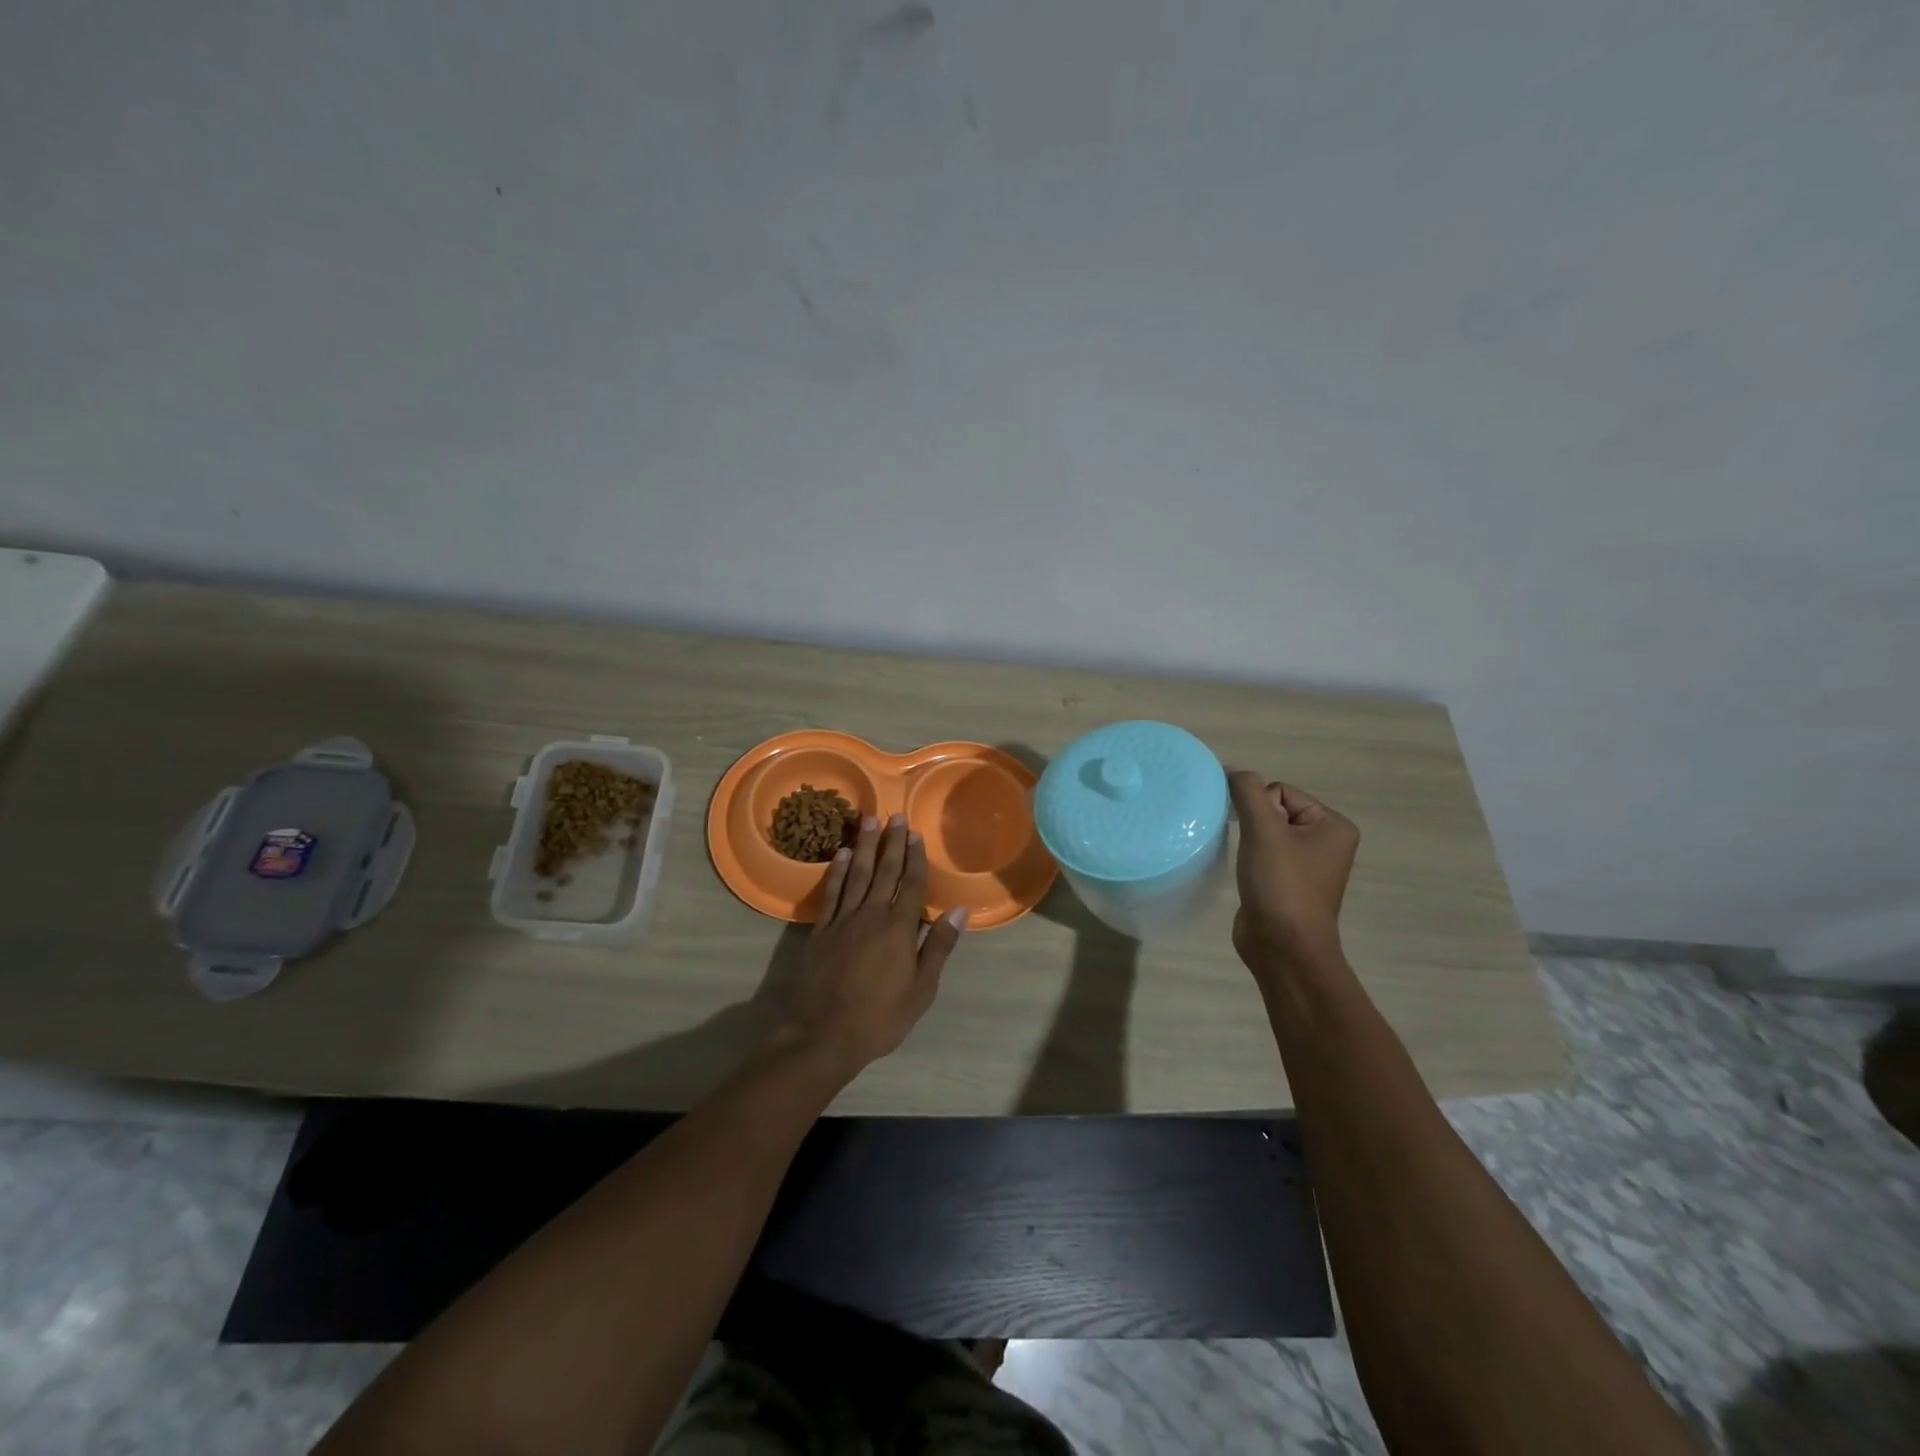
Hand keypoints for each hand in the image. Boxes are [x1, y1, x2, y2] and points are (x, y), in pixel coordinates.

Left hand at [780, 813, 967, 1077]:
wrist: (824, 1035)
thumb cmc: (881, 1017)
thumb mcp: (921, 989)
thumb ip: (939, 946)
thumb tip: (959, 910)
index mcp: (899, 928)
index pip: (911, 884)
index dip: (915, 858)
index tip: (915, 834)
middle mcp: (871, 915)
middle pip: (884, 871)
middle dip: (891, 843)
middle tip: (894, 815)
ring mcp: (843, 920)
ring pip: (855, 874)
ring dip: (863, 846)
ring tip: (868, 820)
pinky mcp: (821, 931)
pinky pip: (831, 893)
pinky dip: (835, 871)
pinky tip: (839, 854)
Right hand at [1227, 770, 1359, 970]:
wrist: (1284, 948)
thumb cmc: (1281, 885)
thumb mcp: (1263, 831)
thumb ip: (1248, 792)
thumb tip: (1233, 768)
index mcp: (1333, 825)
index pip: (1281, 792)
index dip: (1260, 809)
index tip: (1259, 839)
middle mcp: (1326, 842)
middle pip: (1273, 810)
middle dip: (1254, 825)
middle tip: (1253, 853)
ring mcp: (1308, 865)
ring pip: (1266, 833)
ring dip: (1250, 843)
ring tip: (1249, 865)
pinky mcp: (1288, 883)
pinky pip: (1264, 855)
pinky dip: (1251, 860)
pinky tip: (1247, 875)